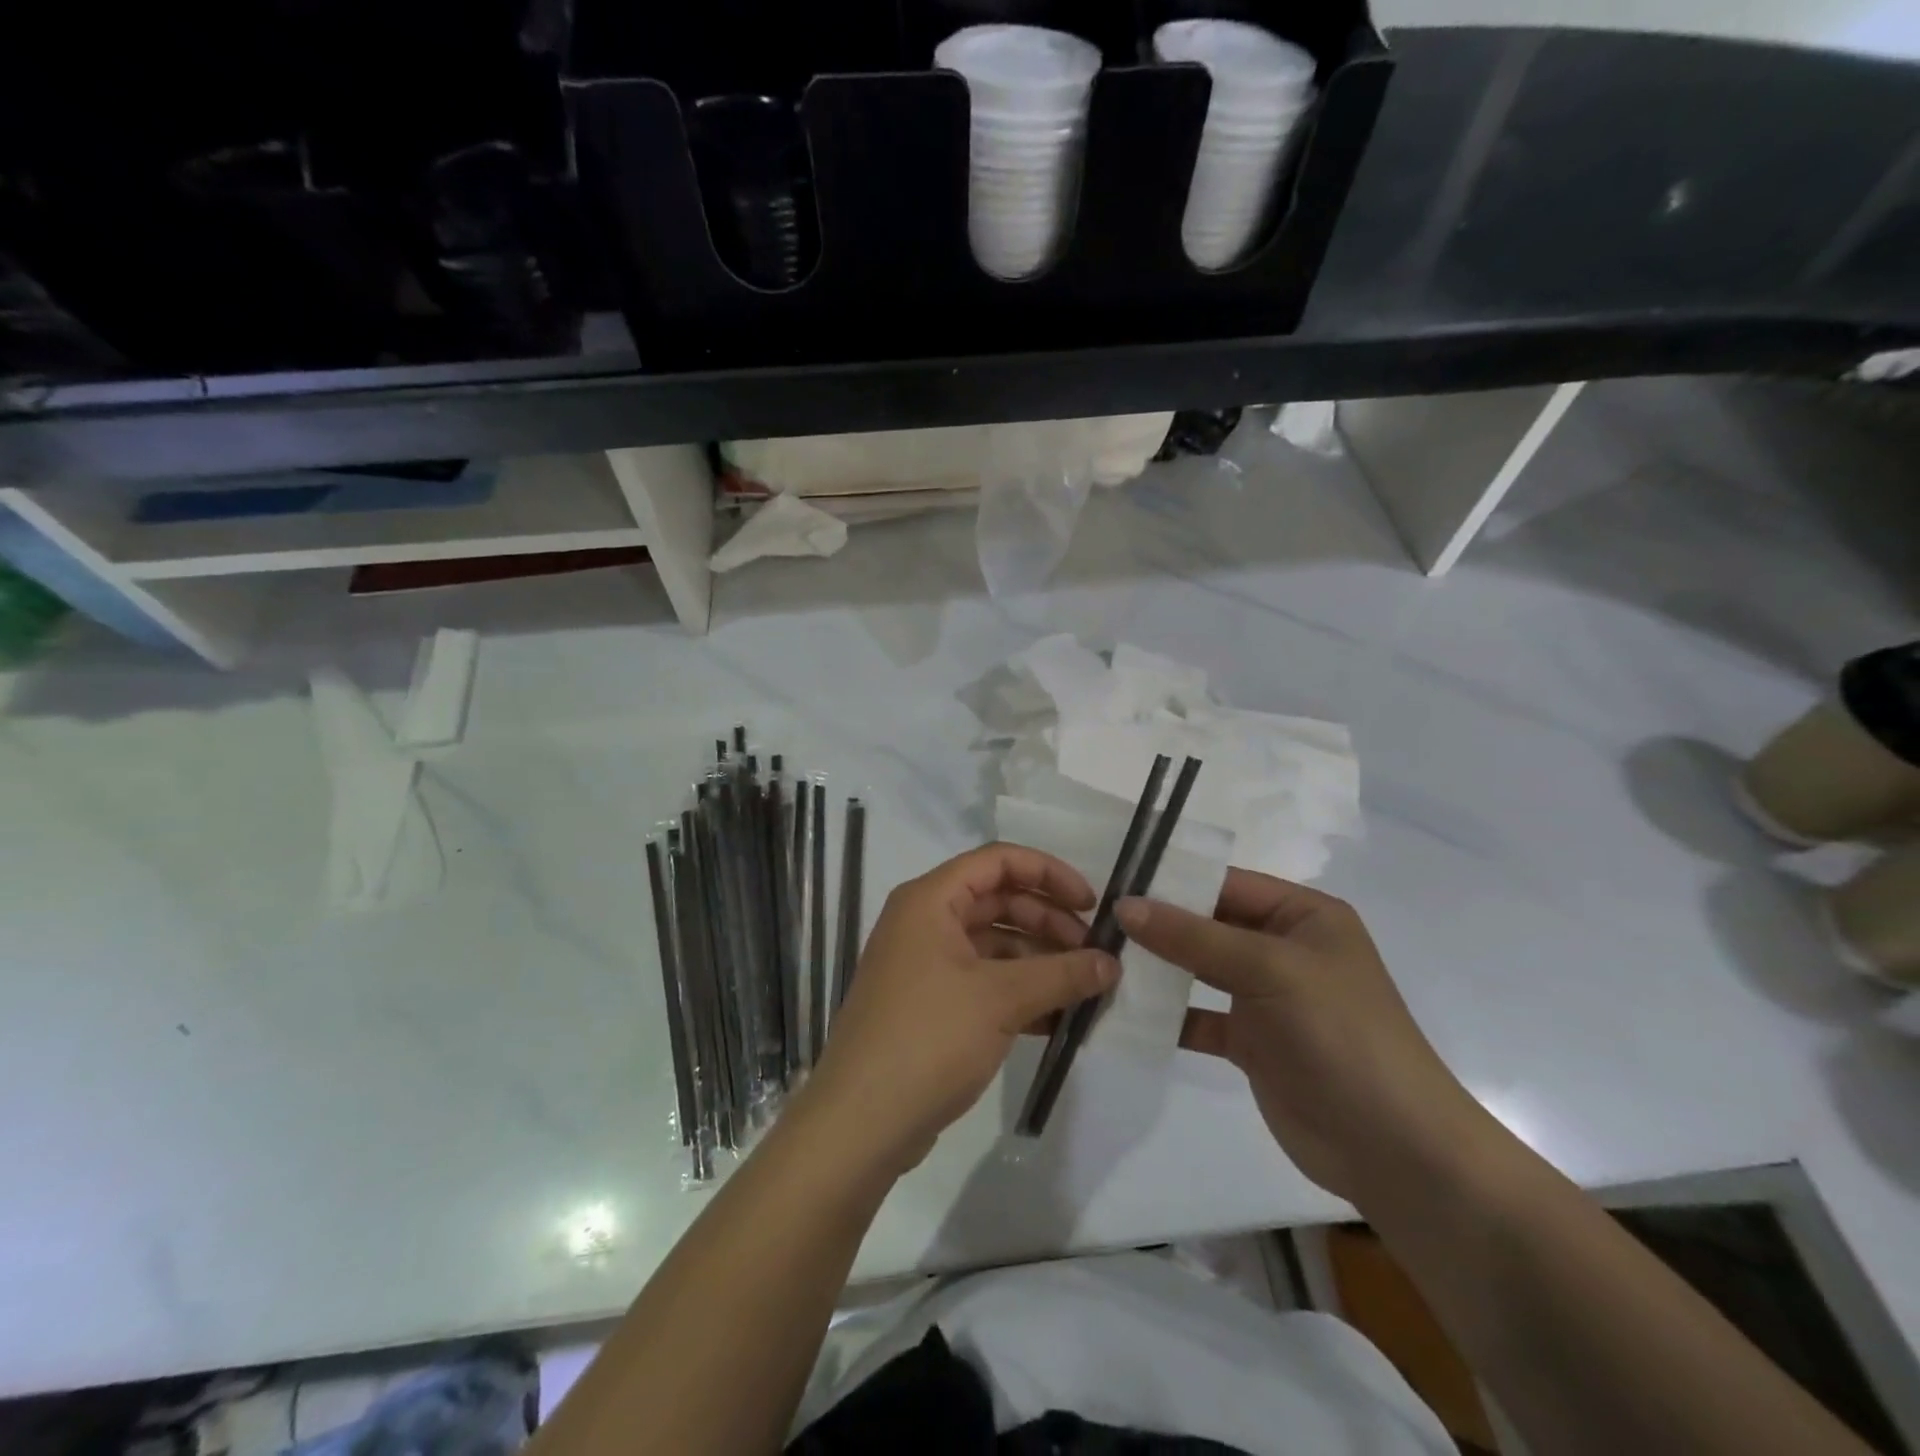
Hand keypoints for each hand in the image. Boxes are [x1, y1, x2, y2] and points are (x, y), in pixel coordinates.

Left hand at [804, 844, 1119, 1174]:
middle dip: (1048, 922)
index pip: (998, 860)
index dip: (1048, 873)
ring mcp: (924, 965)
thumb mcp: (1002, 999)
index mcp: (930, 899)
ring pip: (993, 944)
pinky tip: (1055, 1019)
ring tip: (1082, 990)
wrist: (861, 1121)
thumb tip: (1112, 962)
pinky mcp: (929, 1005)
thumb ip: (1061, 974)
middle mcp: (924, 921)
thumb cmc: (929, 1037)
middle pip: (998, 900)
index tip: (1090, 904)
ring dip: (1038, 961)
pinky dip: (1018, 992)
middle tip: (1092, 954)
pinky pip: (982, 981)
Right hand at [1117, 870, 1495, 1203]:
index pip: (1225, 883)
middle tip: (1093, 921)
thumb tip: (1125, 905)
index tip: (1110, 880)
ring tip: (1097, 960)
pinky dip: (1166, 1015)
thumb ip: (1194, 937)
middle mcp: (1283, 948)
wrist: (1395, 1151)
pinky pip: (1198, 1016)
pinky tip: (1122, 1012)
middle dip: (1156, 925)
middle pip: (1207, 925)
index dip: (1171, 881)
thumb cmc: (1340, 1035)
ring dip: (1156, 969)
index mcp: (1302, 915)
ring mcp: (1266, 996)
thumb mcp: (1268, 970)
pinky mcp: (1251, 1041)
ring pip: (1197, 970)